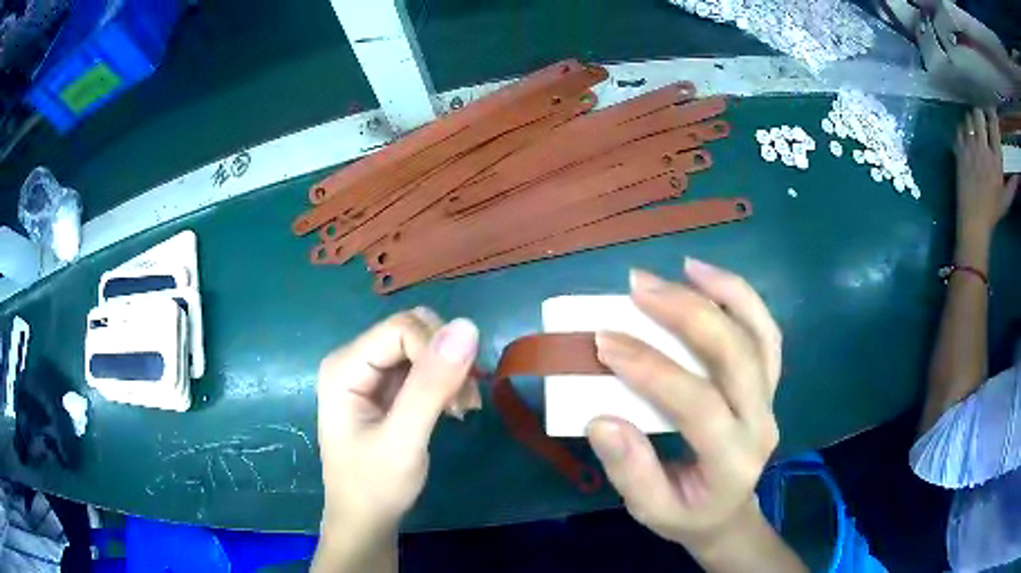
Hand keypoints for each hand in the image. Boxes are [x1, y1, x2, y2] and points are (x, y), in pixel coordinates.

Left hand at [314, 309, 479, 570]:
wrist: (366, 518)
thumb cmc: (376, 485)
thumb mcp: (404, 440)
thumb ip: (431, 386)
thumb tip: (467, 326)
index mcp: (345, 366)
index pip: (401, 329)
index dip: (437, 351)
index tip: (459, 394)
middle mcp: (355, 359)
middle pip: (413, 330)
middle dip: (446, 359)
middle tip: (463, 402)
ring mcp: (371, 372)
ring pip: (423, 345)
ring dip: (450, 372)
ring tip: (461, 410)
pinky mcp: (387, 387)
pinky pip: (424, 365)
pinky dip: (446, 382)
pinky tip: (454, 409)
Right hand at [586, 259, 783, 561]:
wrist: (728, 514)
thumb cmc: (687, 514)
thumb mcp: (651, 510)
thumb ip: (629, 471)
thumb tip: (601, 419)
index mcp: (732, 460)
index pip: (698, 404)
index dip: (651, 369)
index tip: (604, 341)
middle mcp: (761, 422)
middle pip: (736, 355)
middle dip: (687, 314)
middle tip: (639, 288)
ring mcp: (770, 398)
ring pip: (759, 334)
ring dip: (723, 293)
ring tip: (682, 268)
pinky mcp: (767, 383)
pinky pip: (764, 332)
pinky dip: (741, 298)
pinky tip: (708, 277)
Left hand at [955, 108, 1018, 241]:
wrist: (974, 219)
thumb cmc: (993, 211)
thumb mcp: (1006, 200)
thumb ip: (1012, 185)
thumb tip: (1017, 176)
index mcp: (996, 160)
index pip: (994, 129)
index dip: (992, 116)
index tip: (992, 110)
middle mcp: (983, 149)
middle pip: (979, 116)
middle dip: (980, 114)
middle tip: (981, 120)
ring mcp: (971, 148)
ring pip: (968, 118)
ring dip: (971, 120)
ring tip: (973, 128)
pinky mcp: (960, 151)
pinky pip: (959, 129)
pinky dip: (962, 128)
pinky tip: (965, 135)